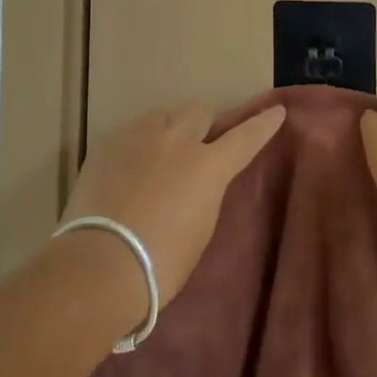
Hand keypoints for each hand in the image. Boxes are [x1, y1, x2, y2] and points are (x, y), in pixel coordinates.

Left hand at [59, 101, 286, 312]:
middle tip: (200, 142)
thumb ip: (205, 194)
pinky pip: (131, 133)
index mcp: (208, 166)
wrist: (100, 265)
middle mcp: (177, 140)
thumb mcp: (200, 229)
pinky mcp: (107, 144)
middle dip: (205, 123)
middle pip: (199, 111)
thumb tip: (198, 182)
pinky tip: (128, 168)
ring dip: (169, 129)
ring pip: (162, 115)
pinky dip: (137, 145)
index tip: (275, 111)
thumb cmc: (161, 263)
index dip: (262, 124)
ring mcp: (138, 137)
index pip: (245, 137)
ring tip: (160, 153)